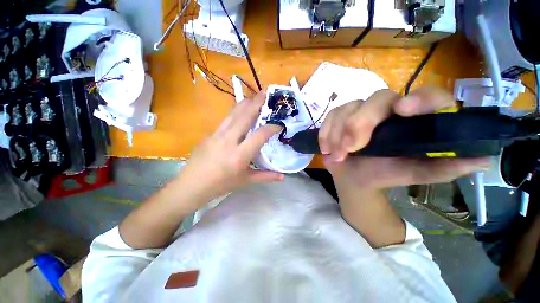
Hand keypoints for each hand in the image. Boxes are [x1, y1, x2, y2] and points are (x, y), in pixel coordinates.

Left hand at [176, 91, 283, 203]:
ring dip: (245, 103)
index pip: (260, 134)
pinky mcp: (210, 133)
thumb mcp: (245, 181)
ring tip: (254, 96)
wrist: (191, 185)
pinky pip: (226, 119)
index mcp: (239, 155)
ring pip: (233, 113)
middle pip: (245, 115)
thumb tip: (282, 177)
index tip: (279, 124)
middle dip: (257, 103)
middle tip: (266, 93)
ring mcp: (217, 134)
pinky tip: (240, 111)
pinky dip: (236, 112)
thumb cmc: (220, 185)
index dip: (272, 127)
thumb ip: (265, 176)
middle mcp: (229, 140)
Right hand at [319, 87, 490, 189]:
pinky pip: (331, 116)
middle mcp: (387, 109)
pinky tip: (327, 148)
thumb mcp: (414, 173)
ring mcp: (360, 111)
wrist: (354, 177)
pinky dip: (326, 133)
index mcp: (412, 120)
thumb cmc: (384, 174)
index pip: (428, 96)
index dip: (420, 98)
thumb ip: (444, 167)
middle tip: (350, 148)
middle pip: (377, 99)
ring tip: (337, 154)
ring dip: (338, 133)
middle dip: (360, 123)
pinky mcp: (339, 117)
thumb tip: (484, 160)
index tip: (403, 110)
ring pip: (348, 108)